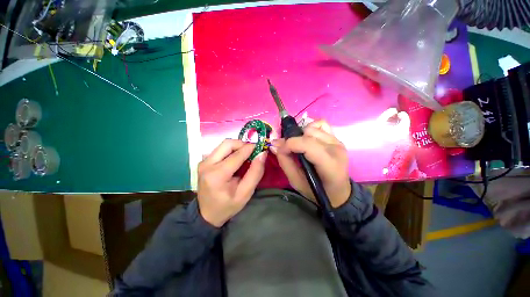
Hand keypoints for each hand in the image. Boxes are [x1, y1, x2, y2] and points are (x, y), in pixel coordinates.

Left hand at [198, 139, 266, 226]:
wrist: (206, 214)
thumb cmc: (228, 206)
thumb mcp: (245, 193)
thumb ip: (255, 173)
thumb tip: (262, 154)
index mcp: (217, 175)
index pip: (237, 155)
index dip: (251, 148)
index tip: (261, 147)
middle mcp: (207, 164)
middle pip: (227, 144)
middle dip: (243, 144)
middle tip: (253, 151)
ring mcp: (204, 162)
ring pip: (224, 145)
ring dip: (237, 147)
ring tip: (246, 155)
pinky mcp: (204, 162)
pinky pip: (220, 150)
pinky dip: (231, 150)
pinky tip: (237, 159)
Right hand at [271, 120, 350, 207]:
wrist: (337, 191)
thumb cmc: (316, 191)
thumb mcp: (296, 182)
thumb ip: (285, 162)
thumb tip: (275, 145)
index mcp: (329, 164)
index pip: (308, 144)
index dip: (290, 144)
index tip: (279, 148)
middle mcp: (336, 148)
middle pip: (308, 133)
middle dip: (292, 139)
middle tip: (285, 148)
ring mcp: (337, 141)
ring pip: (313, 127)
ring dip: (300, 134)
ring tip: (297, 145)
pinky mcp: (336, 138)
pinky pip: (321, 124)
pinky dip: (310, 128)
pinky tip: (307, 138)